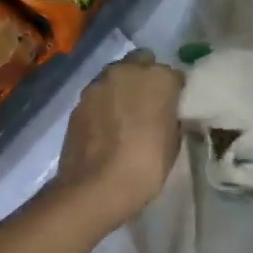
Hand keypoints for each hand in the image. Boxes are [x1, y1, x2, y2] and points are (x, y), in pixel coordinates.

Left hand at [56, 51, 183, 224]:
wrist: (96, 188)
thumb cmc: (147, 165)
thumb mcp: (173, 140)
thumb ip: (171, 116)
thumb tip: (166, 113)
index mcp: (159, 77)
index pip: (173, 76)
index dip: (174, 92)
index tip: (173, 108)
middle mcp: (128, 71)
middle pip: (141, 64)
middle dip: (145, 79)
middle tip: (148, 106)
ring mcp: (99, 84)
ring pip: (116, 77)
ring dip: (122, 89)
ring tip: (124, 116)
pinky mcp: (79, 102)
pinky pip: (98, 96)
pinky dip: (104, 105)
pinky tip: (106, 128)